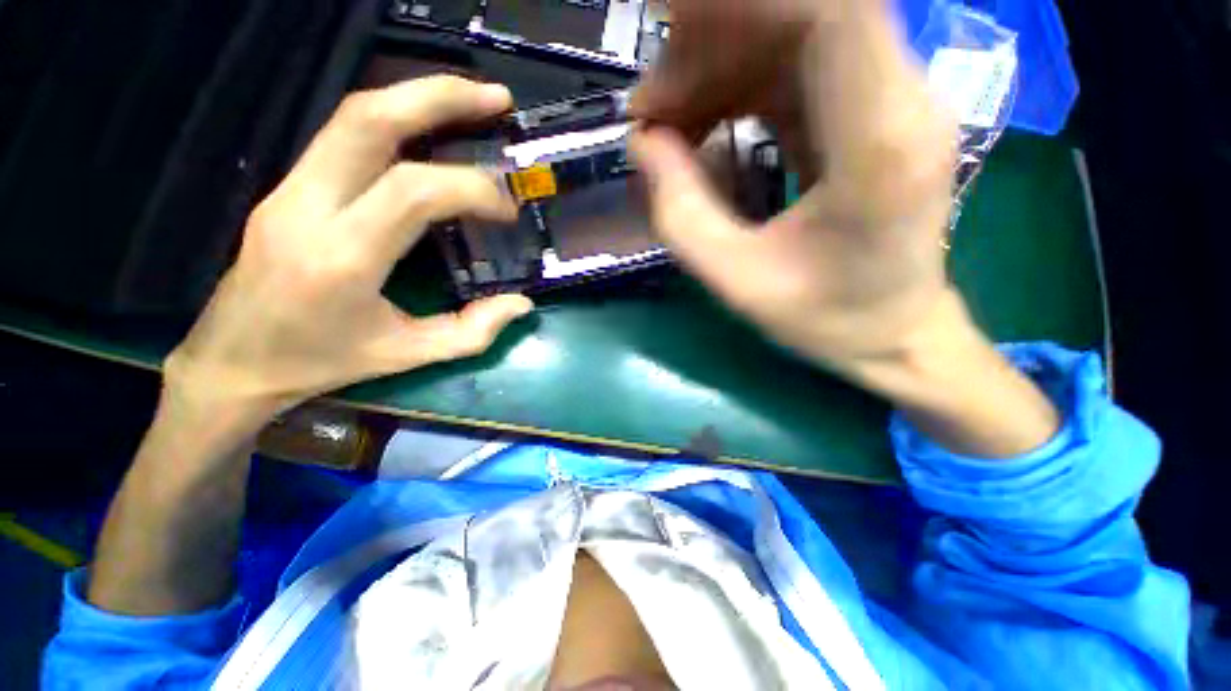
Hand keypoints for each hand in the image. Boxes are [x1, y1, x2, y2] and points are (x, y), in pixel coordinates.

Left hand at [165, 76, 532, 424]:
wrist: (233, 361)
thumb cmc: (322, 363)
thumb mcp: (407, 355)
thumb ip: (473, 332)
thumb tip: (522, 305)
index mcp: (344, 257)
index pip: (414, 191)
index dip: (473, 189)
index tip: (507, 209)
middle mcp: (309, 207)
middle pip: (369, 119)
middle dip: (439, 97)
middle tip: (496, 98)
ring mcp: (290, 189)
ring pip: (352, 116)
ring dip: (416, 98)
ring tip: (471, 101)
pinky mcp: (288, 188)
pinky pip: (344, 138)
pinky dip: (395, 123)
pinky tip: (429, 132)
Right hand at [630, 0, 959, 380]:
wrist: (895, 332)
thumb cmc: (826, 319)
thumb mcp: (739, 282)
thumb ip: (682, 216)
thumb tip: (642, 144)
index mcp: (880, 142)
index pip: (830, 9)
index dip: (741, 5)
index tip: (668, 26)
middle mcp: (899, 100)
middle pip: (802, 13)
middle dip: (709, 44)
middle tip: (649, 110)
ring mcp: (888, 101)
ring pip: (791, 36)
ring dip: (715, 69)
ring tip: (663, 128)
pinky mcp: (867, 114)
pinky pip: (793, 72)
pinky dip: (736, 90)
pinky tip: (700, 132)